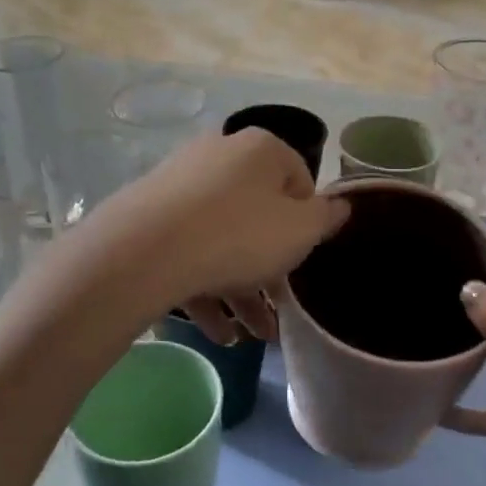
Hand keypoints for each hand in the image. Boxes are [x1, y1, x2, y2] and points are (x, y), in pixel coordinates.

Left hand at [92, 129, 347, 340]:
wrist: (145, 251)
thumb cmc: (239, 235)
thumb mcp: (300, 231)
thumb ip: (326, 218)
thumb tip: (341, 205)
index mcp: (259, 149)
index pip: (298, 180)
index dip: (307, 222)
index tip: (304, 257)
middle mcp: (219, 155)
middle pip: (257, 214)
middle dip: (271, 268)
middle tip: (280, 309)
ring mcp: (180, 185)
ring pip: (223, 239)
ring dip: (242, 290)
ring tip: (253, 336)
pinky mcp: (150, 216)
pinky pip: (189, 250)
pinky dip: (206, 288)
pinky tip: (218, 333)